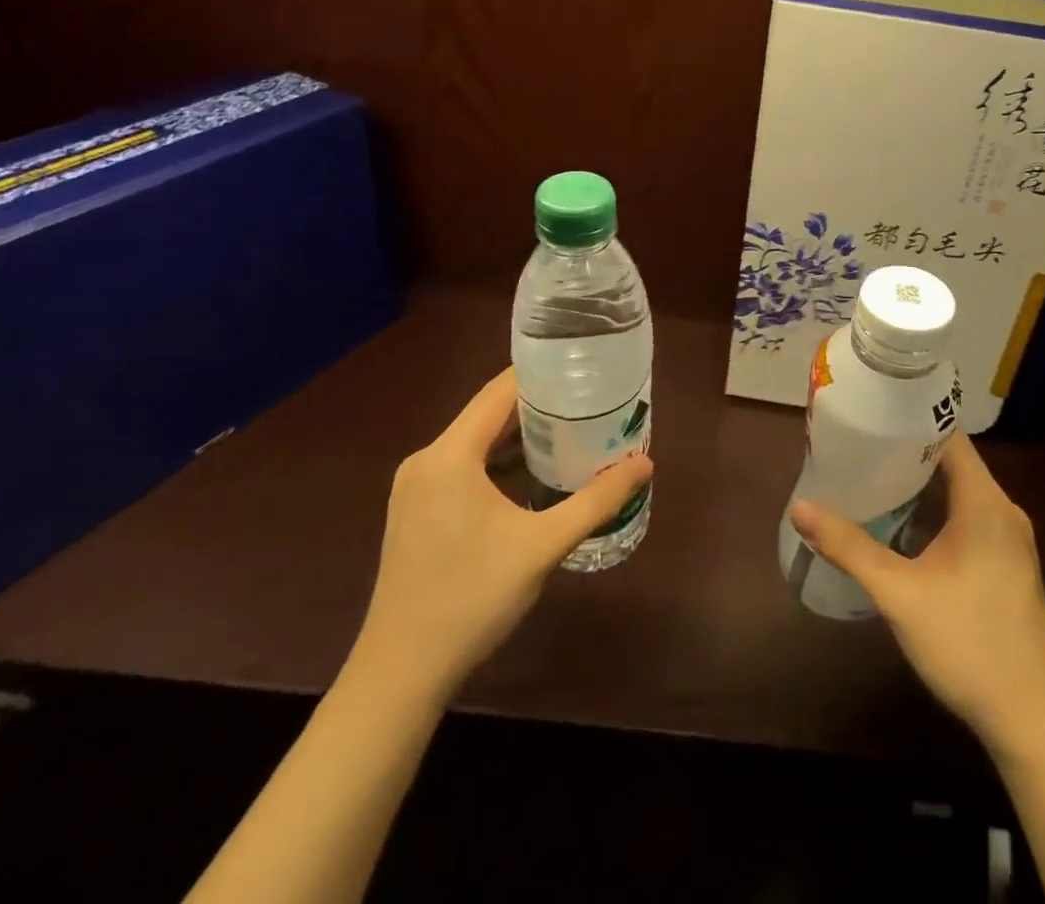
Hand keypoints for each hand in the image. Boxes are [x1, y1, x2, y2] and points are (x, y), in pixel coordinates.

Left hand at [350, 367, 652, 703]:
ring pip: (476, 443)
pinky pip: (463, 468)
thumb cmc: (471, 600)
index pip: (500, 391)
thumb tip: (644, 464)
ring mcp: (415, 487)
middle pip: (488, 414)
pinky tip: (534, 477)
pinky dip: (498, 464)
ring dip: (519, 437)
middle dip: (539, 407)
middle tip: (590, 403)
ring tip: (572, 433)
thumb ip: (596, 500)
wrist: (399, 675)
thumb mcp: (543, 546)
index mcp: (449, 455)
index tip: (584, 369)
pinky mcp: (415, 511)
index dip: (542, 375)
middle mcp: (426, 459)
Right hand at [789, 435, 1044, 754]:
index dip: (909, 417)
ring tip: (870, 473)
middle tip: (857, 443)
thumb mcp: (899, 594)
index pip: (949, 434)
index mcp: (985, 502)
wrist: (1034, 721)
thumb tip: (800, 508)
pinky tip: (902, 521)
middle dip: (905, 449)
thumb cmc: (969, 645)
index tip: (869, 411)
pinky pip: (967, 514)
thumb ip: (850, 547)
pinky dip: (935, 506)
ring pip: (959, 489)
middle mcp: (1002, 509)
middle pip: (952, 459)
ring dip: (919, 480)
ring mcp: (1009, 537)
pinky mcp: (1007, 562)